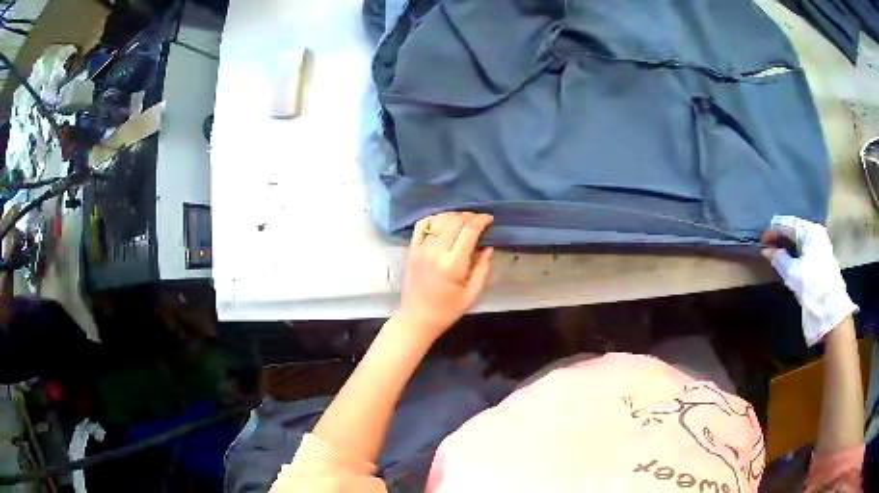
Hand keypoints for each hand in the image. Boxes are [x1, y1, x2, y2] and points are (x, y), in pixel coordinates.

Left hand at [396, 212, 493, 341]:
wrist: (417, 317)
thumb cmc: (448, 310)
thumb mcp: (472, 294)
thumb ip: (482, 268)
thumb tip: (488, 246)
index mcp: (453, 264)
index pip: (469, 231)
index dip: (481, 221)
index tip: (489, 219)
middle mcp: (435, 251)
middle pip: (455, 221)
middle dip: (469, 216)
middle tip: (479, 220)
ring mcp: (420, 248)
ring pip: (439, 220)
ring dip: (454, 216)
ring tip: (464, 220)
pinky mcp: (411, 249)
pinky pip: (422, 225)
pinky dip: (434, 219)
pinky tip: (444, 222)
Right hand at [761, 216, 856, 345]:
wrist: (830, 309)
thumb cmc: (812, 286)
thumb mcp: (792, 273)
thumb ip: (779, 259)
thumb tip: (766, 250)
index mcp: (809, 230)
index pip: (787, 223)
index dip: (772, 231)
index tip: (761, 242)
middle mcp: (816, 232)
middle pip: (794, 229)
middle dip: (780, 237)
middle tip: (767, 248)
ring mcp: (820, 245)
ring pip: (800, 239)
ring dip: (787, 245)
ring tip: (776, 255)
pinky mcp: (822, 258)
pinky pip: (805, 248)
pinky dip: (795, 252)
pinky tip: (789, 260)